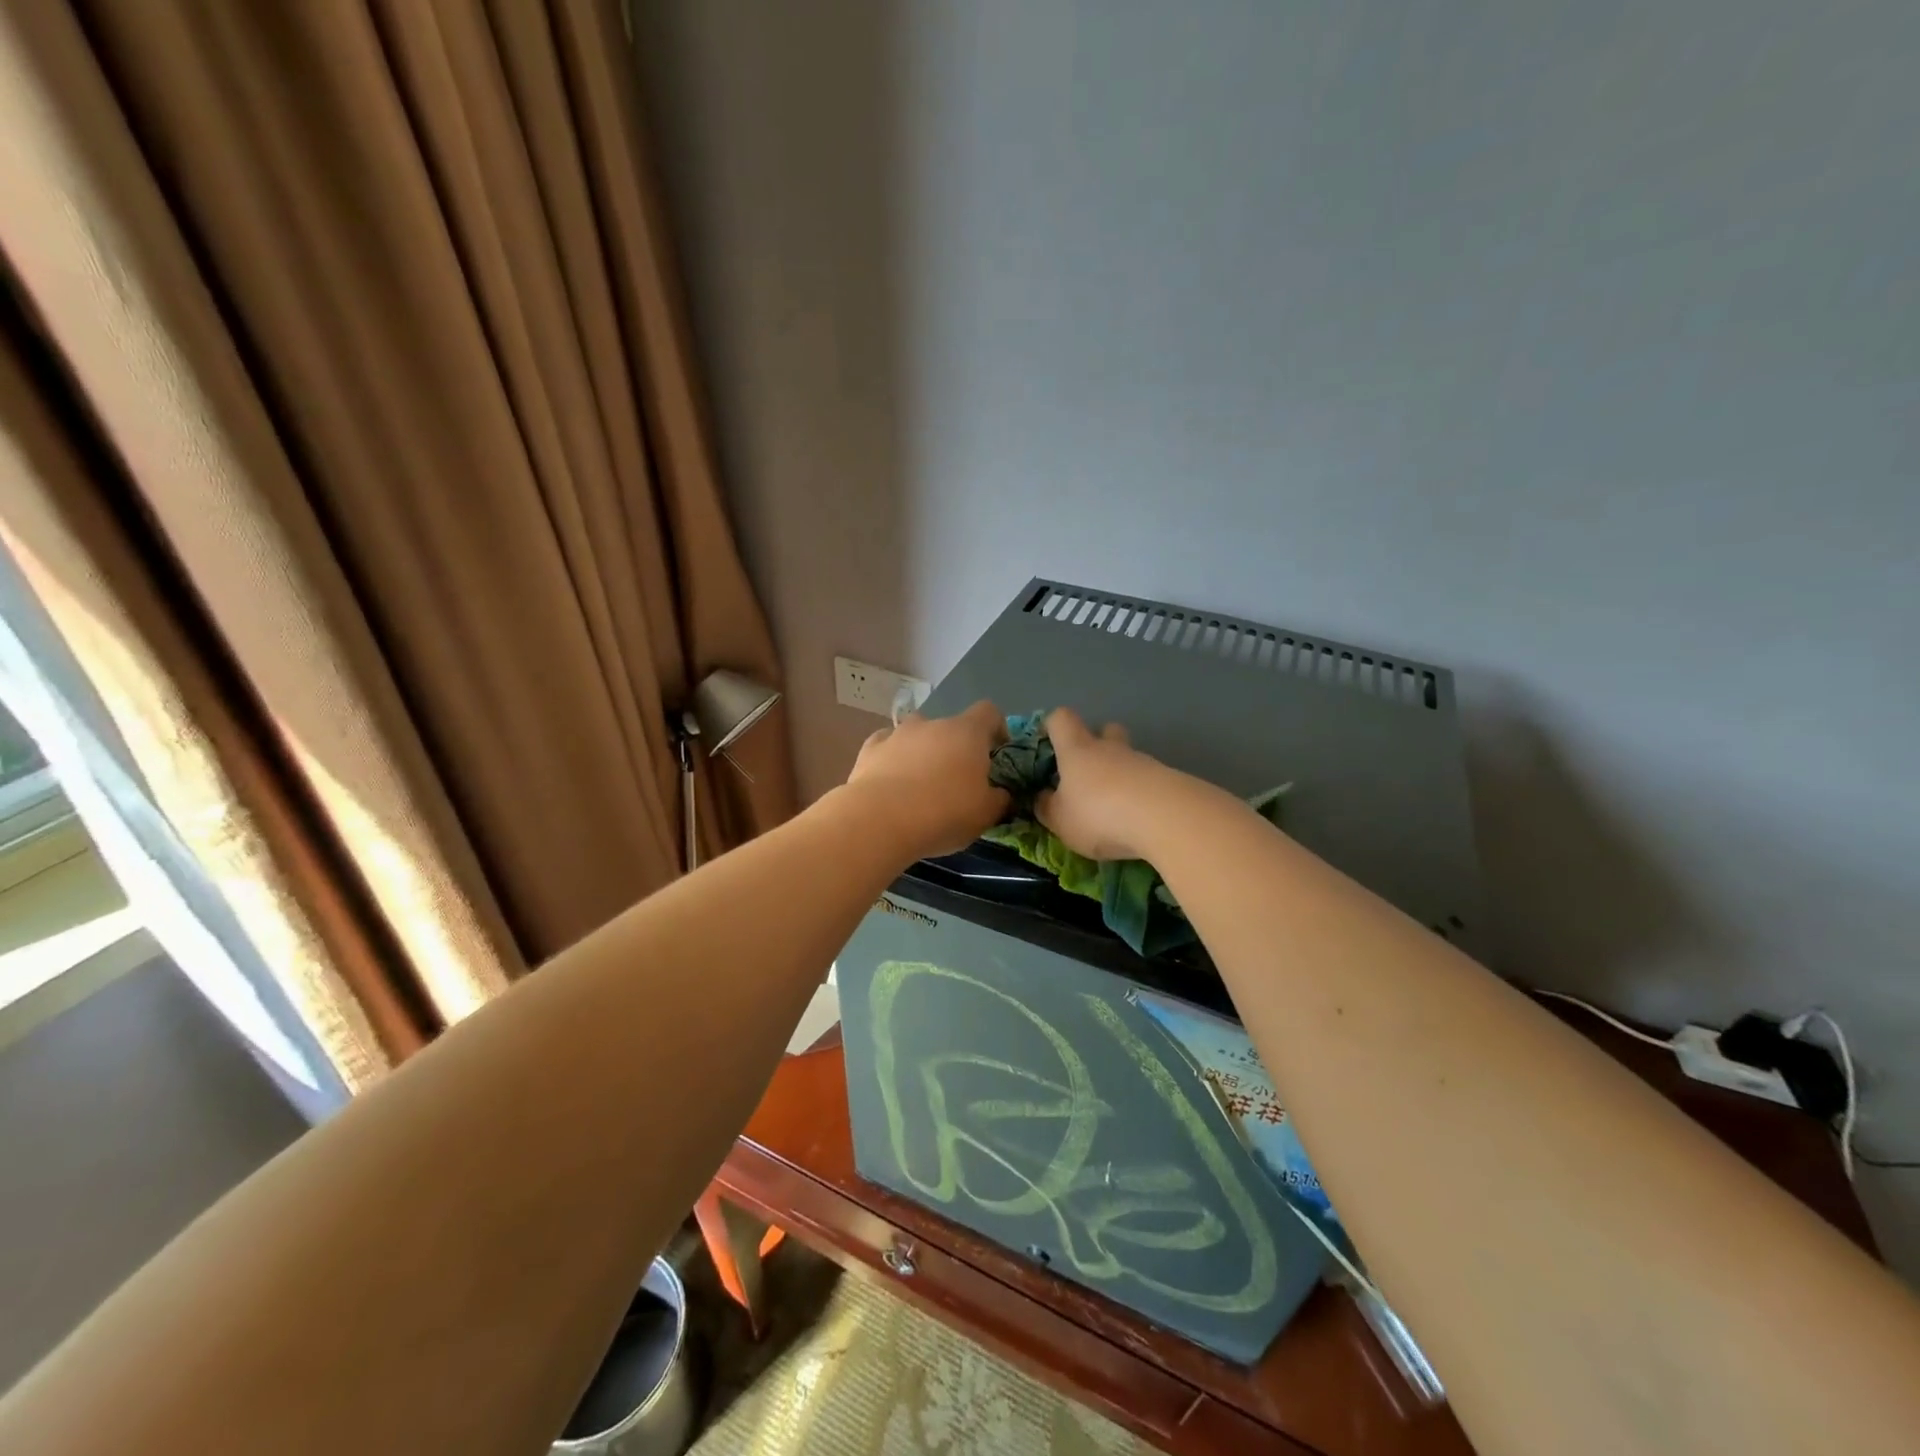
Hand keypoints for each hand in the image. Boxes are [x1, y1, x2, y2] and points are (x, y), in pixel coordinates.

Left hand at [845, 700, 1010, 858]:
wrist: (880, 821)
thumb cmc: (944, 813)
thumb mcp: (986, 814)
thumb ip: (1000, 799)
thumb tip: (1002, 794)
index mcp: (967, 732)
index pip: (989, 712)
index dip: (996, 730)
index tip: (996, 755)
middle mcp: (932, 723)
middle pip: (951, 726)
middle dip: (956, 748)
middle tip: (957, 782)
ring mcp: (897, 733)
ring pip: (917, 735)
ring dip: (923, 752)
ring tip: (921, 784)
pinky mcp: (870, 749)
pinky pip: (887, 746)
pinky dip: (893, 759)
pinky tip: (891, 782)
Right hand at [1035, 707, 1167, 860]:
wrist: (1164, 818)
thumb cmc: (1098, 814)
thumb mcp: (1060, 820)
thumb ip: (1047, 807)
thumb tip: (1042, 796)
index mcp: (1077, 750)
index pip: (1061, 719)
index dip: (1052, 726)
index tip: (1048, 743)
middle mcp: (1110, 748)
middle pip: (1106, 730)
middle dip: (1097, 744)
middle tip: (1088, 774)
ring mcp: (1143, 762)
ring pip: (1129, 758)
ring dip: (1121, 776)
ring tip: (1115, 810)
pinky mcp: (1168, 780)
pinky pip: (1148, 781)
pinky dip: (1141, 795)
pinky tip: (1138, 821)